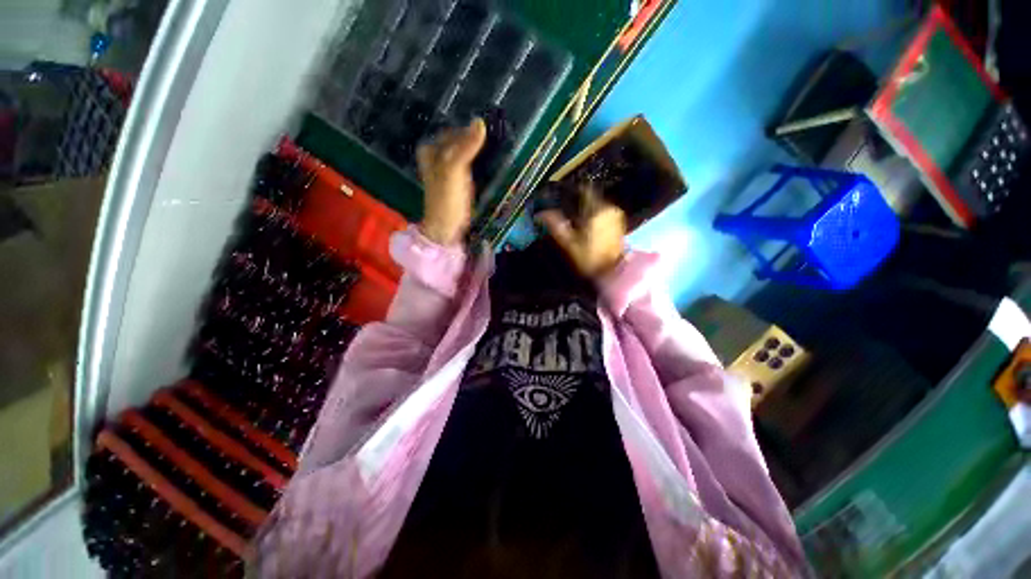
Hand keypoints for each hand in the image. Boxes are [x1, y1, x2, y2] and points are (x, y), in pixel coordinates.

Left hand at [416, 118, 486, 245]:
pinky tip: (491, 163)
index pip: (455, 132)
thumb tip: (480, 122)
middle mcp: (438, 156)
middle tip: (497, 140)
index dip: (471, 131)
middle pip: (460, 141)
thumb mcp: (453, 171)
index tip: (491, 132)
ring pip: (467, 152)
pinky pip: (471, 164)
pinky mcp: (459, 180)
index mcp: (430, 149)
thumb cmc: (446, 199)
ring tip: (497, 150)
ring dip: (481, 151)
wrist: (447, 228)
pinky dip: (481, 162)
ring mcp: (449, 169)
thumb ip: (465, 147)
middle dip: (477, 140)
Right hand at [537, 191, 626, 278]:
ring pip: (597, 205)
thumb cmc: (587, 258)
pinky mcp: (619, 223)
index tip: (561, 195)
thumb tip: (540, 213)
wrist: (610, 272)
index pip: (583, 190)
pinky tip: (587, 225)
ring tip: (575, 219)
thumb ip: (555, 224)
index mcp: (596, 210)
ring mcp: (616, 215)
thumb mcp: (567, 242)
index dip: (571, 191)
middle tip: (566, 211)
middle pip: (590, 197)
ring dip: (586, 209)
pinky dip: (595, 215)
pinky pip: (604, 212)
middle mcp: (609, 208)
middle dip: (578, 202)